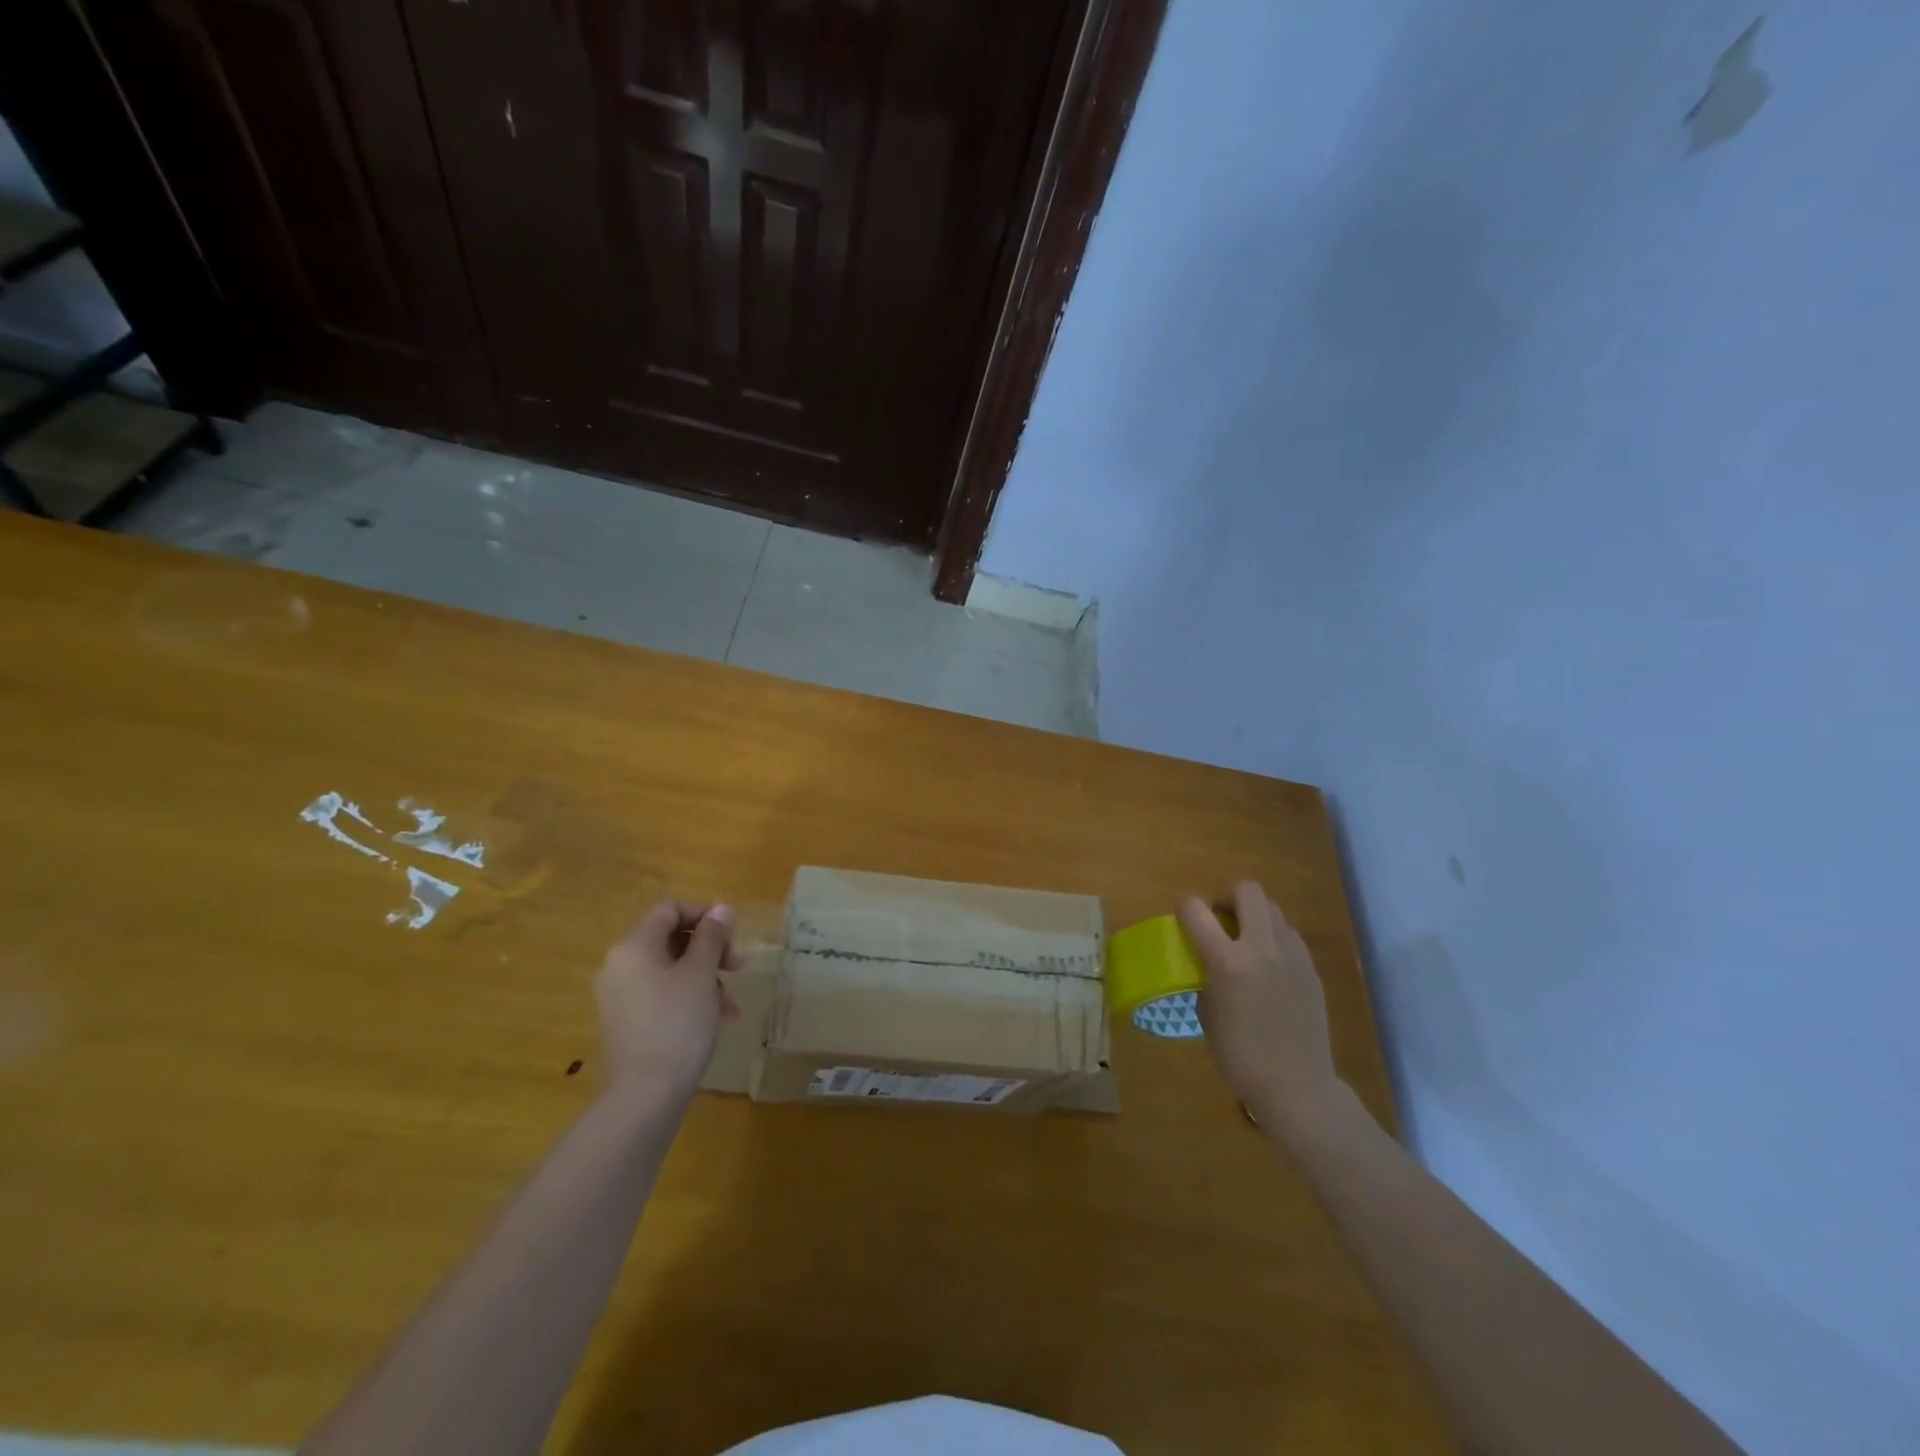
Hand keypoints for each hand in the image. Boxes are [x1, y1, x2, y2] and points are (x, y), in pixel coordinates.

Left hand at [595, 901, 738, 1093]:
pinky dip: (690, 998)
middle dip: (710, 949)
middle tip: (739, 966)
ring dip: (706, 977)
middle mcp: (620, 966)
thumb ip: (712, 937)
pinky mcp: (627, 1023)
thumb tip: (722, 908)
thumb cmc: (677, 1024)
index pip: (670, 909)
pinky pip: (662, 995)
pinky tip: (717, 1019)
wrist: (646, 1095)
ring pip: (671, 970)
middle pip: (671, 939)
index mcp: (633, 947)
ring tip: (731, 1003)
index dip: (704, 914)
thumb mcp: (702, 974)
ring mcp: (620, 996)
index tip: (732, 934)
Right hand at [1177, 881, 1342, 1127]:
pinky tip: (1269, 966)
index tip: (1185, 919)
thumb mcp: (1207, 1014)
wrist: (1296, 1087)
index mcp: (1228, 962)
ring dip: (1255, 917)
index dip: (1185, 908)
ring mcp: (1292, 956)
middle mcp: (1262, 948)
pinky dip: (1274, 939)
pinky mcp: (1311, 969)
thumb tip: (1209, 962)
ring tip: (1246, 943)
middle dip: (1228, 897)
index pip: (1196, 910)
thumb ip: (1207, 976)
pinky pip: (1290, 936)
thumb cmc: (1240, 1056)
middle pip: (1247, 891)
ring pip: (1273, 910)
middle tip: (1220, 920)